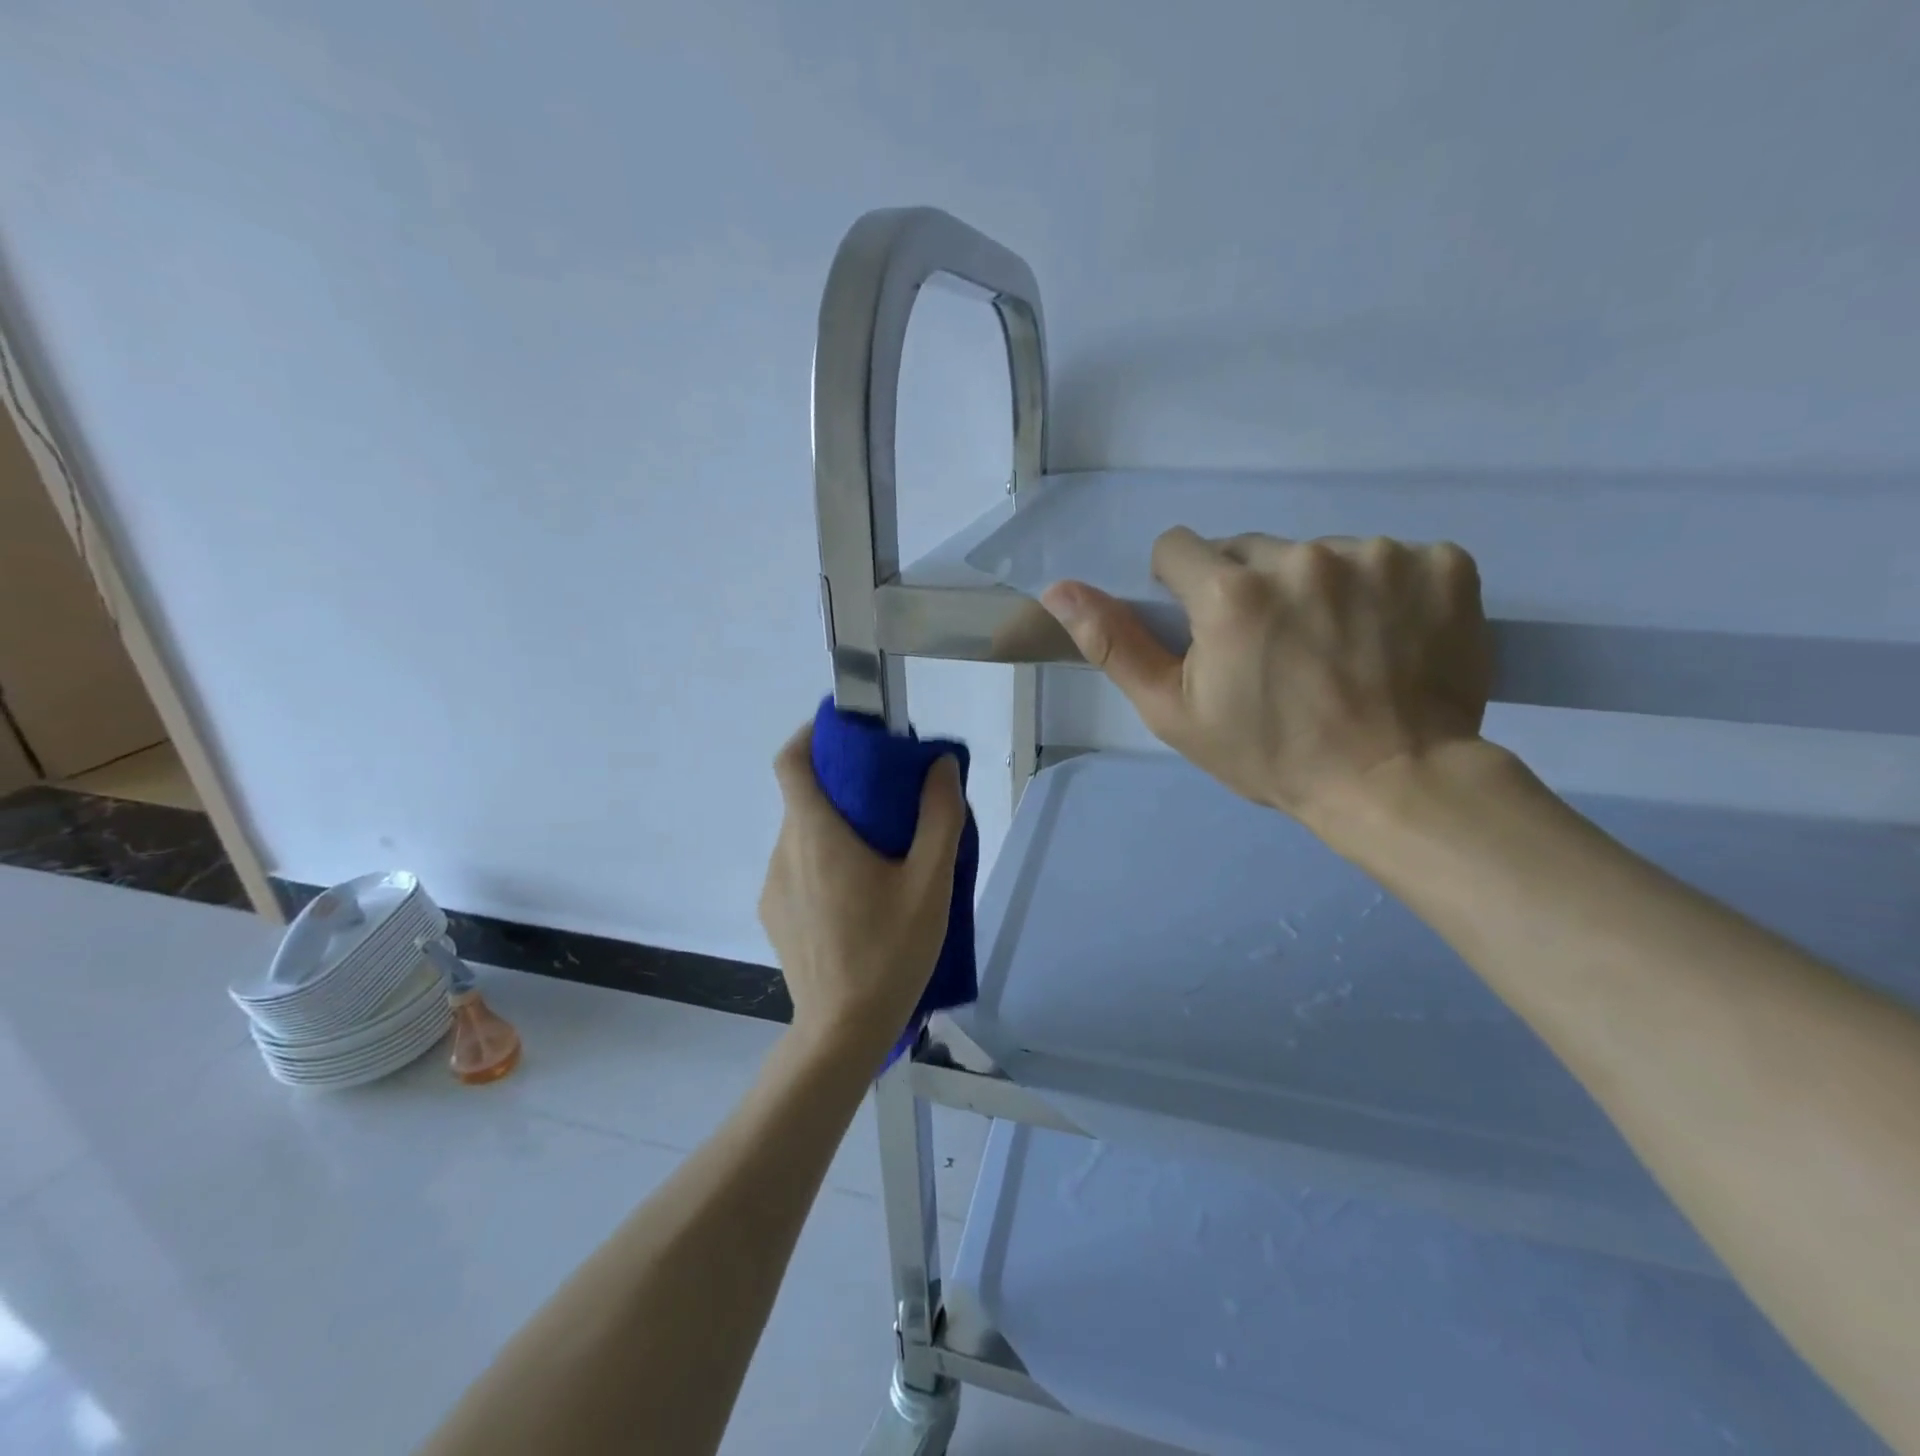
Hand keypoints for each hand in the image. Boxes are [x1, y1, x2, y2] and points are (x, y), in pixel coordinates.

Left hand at [757, 723, 966, 1059]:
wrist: (843, 1033)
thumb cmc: (889, 952)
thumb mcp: (930, 883)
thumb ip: (939, 817)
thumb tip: (940, 765)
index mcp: (816, 835)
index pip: (791, 762)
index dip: (812, 736)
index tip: (846, 734)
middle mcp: (784, 852)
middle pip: (803, 798)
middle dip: (841, 786)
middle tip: (889, 798)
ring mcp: (774, 887)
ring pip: (802, 835)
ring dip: (835, 827)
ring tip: (881, 852)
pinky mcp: (775, 915)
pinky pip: (797, 868)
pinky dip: (824, 860)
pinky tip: (859, 895)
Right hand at [1041, 529, 1491, 837]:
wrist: (1395, 783)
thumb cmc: (1270, 755)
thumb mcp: (1174, 712)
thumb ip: (1114, 644)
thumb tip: (1057, 589)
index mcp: (1230, 591)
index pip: (1178, 549)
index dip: (1181, 589)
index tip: (1207, 631)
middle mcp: (1303, 556)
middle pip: (1250, 549)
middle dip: (1247, 589)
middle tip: (1271, 650)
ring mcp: (1379, 555)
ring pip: (1319, 553)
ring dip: (1314, 588)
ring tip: (1334, 648)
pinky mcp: (1443, 562)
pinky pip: (1392, 559)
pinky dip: (1384, 590)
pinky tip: (1388, 636)